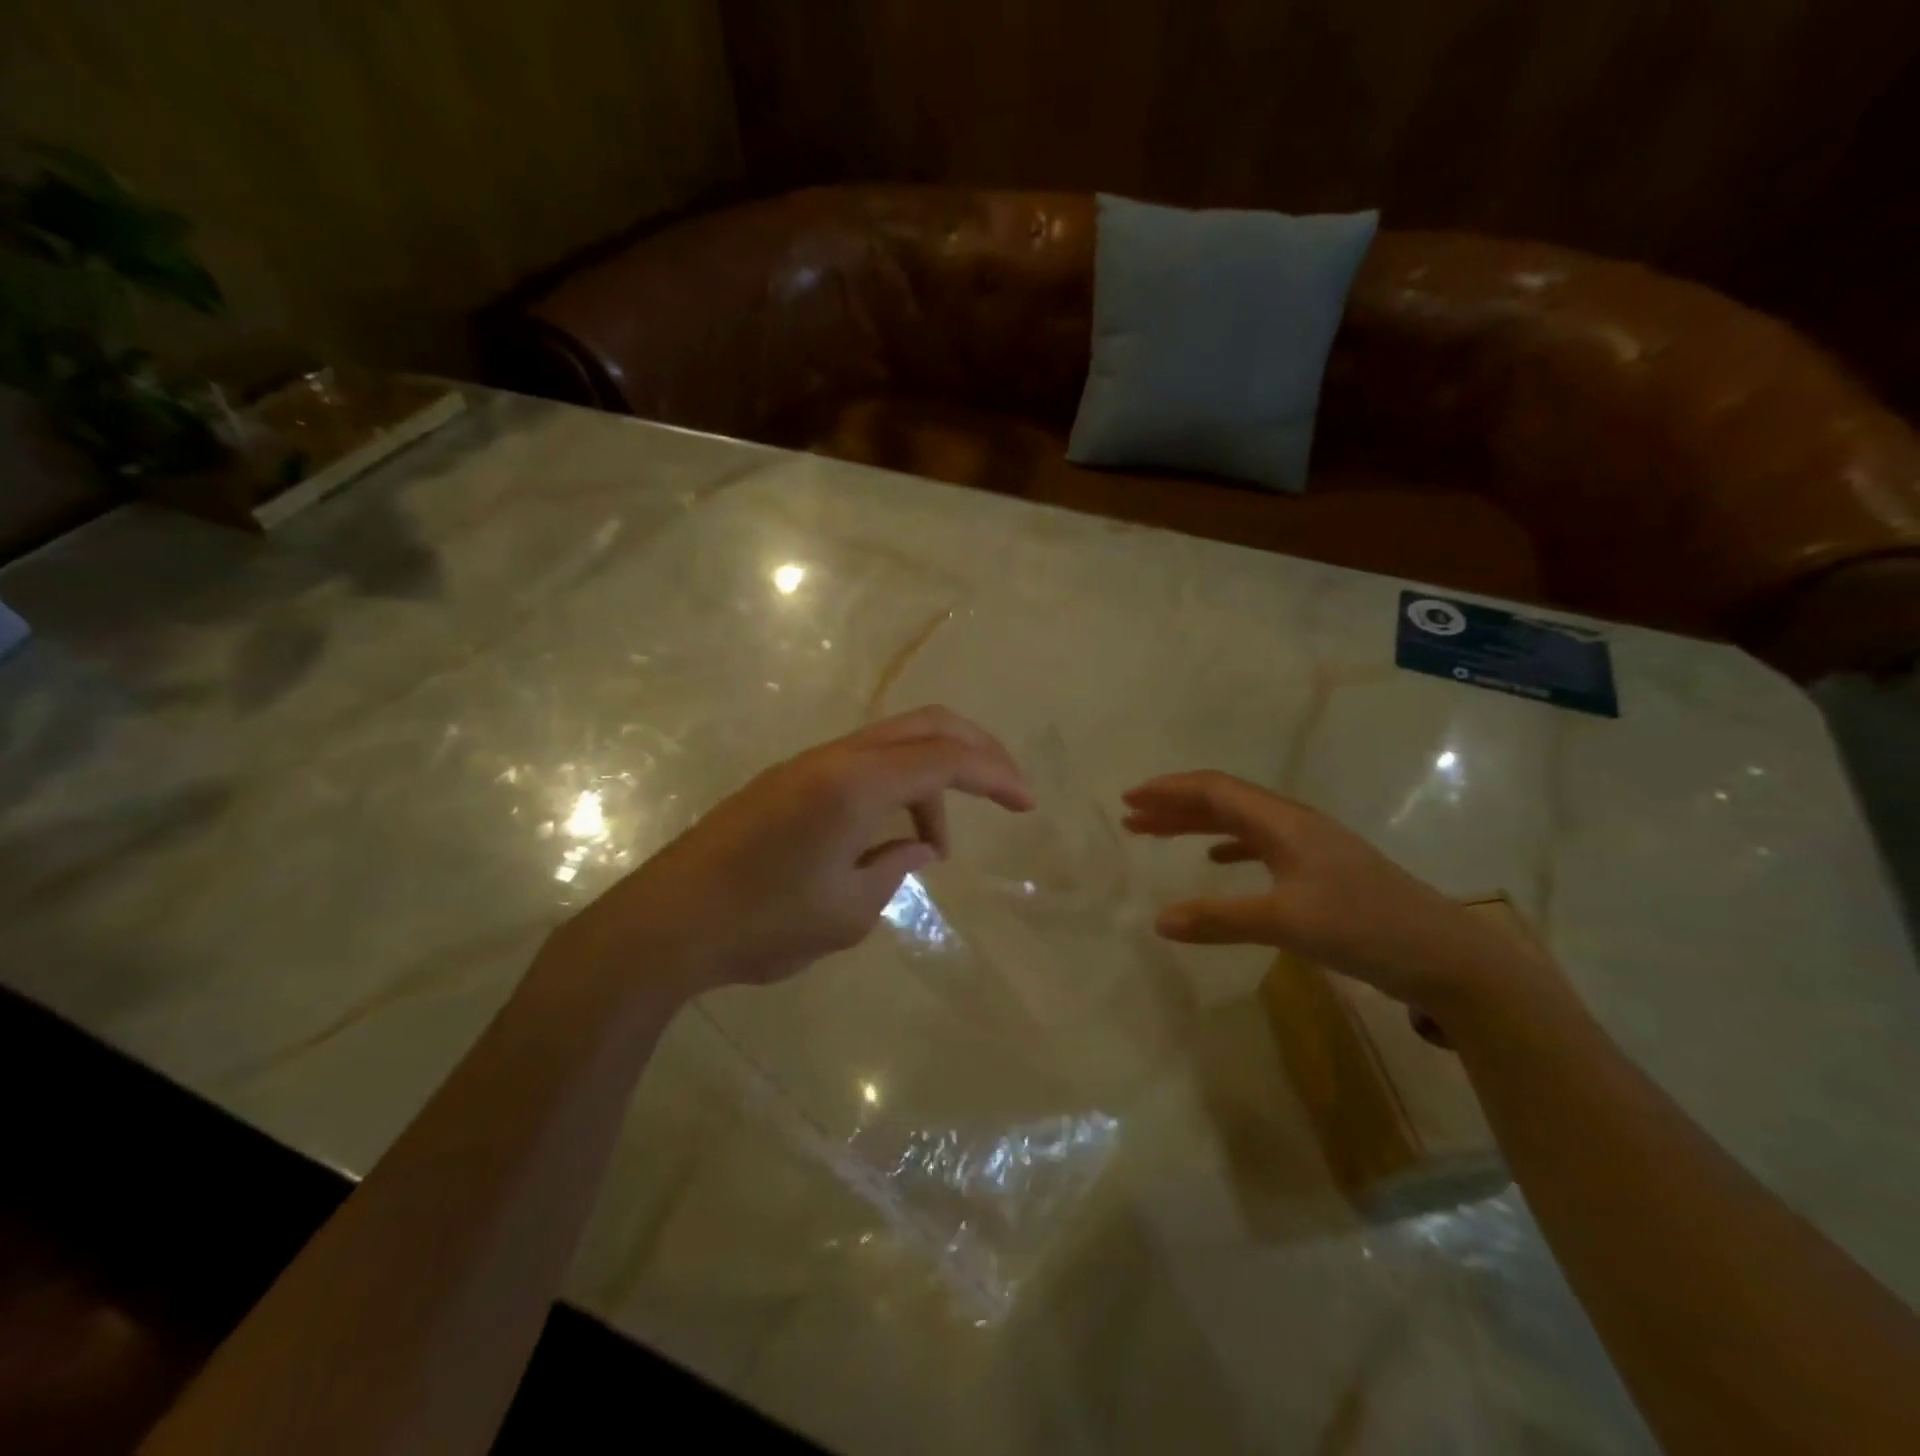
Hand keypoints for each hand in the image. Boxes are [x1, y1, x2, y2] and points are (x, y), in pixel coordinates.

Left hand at [549, 708, 1033, 995]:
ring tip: (933, 846)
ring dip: (929, 780)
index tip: (1028, 802)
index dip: (996, 773)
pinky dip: (895, 788)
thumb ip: (895, 866)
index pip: (945, 757)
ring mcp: (807, 765)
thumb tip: (915, 845)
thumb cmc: (762, 924)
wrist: (665, 925)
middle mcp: (835, 758)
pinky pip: (862, 766)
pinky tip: (890, 838)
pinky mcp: (788, 781)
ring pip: (892, 744)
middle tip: (1006, 788)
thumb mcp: (849, 910)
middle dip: (975, 750)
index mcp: (855, 783)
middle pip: (924, 726)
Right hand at [1122, 771, 1545, 1015]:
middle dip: (1174, 806)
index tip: (1128, 799)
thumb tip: (1158, 920)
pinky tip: (1216, 859)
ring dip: (1196, 824)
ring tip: (1158, 834)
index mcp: (1283, 822)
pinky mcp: (1321, 869)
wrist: (1446, 956)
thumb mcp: (1285, 923)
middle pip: (1223, 801)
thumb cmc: (1364, 927)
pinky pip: (1259, 844)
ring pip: (1239, 821)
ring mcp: (1309, 845)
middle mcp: (1293, 823)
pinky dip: (1228, 845)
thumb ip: (1219, 919)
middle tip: (1131, 818)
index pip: (1214, 790)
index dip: (1168, 791)